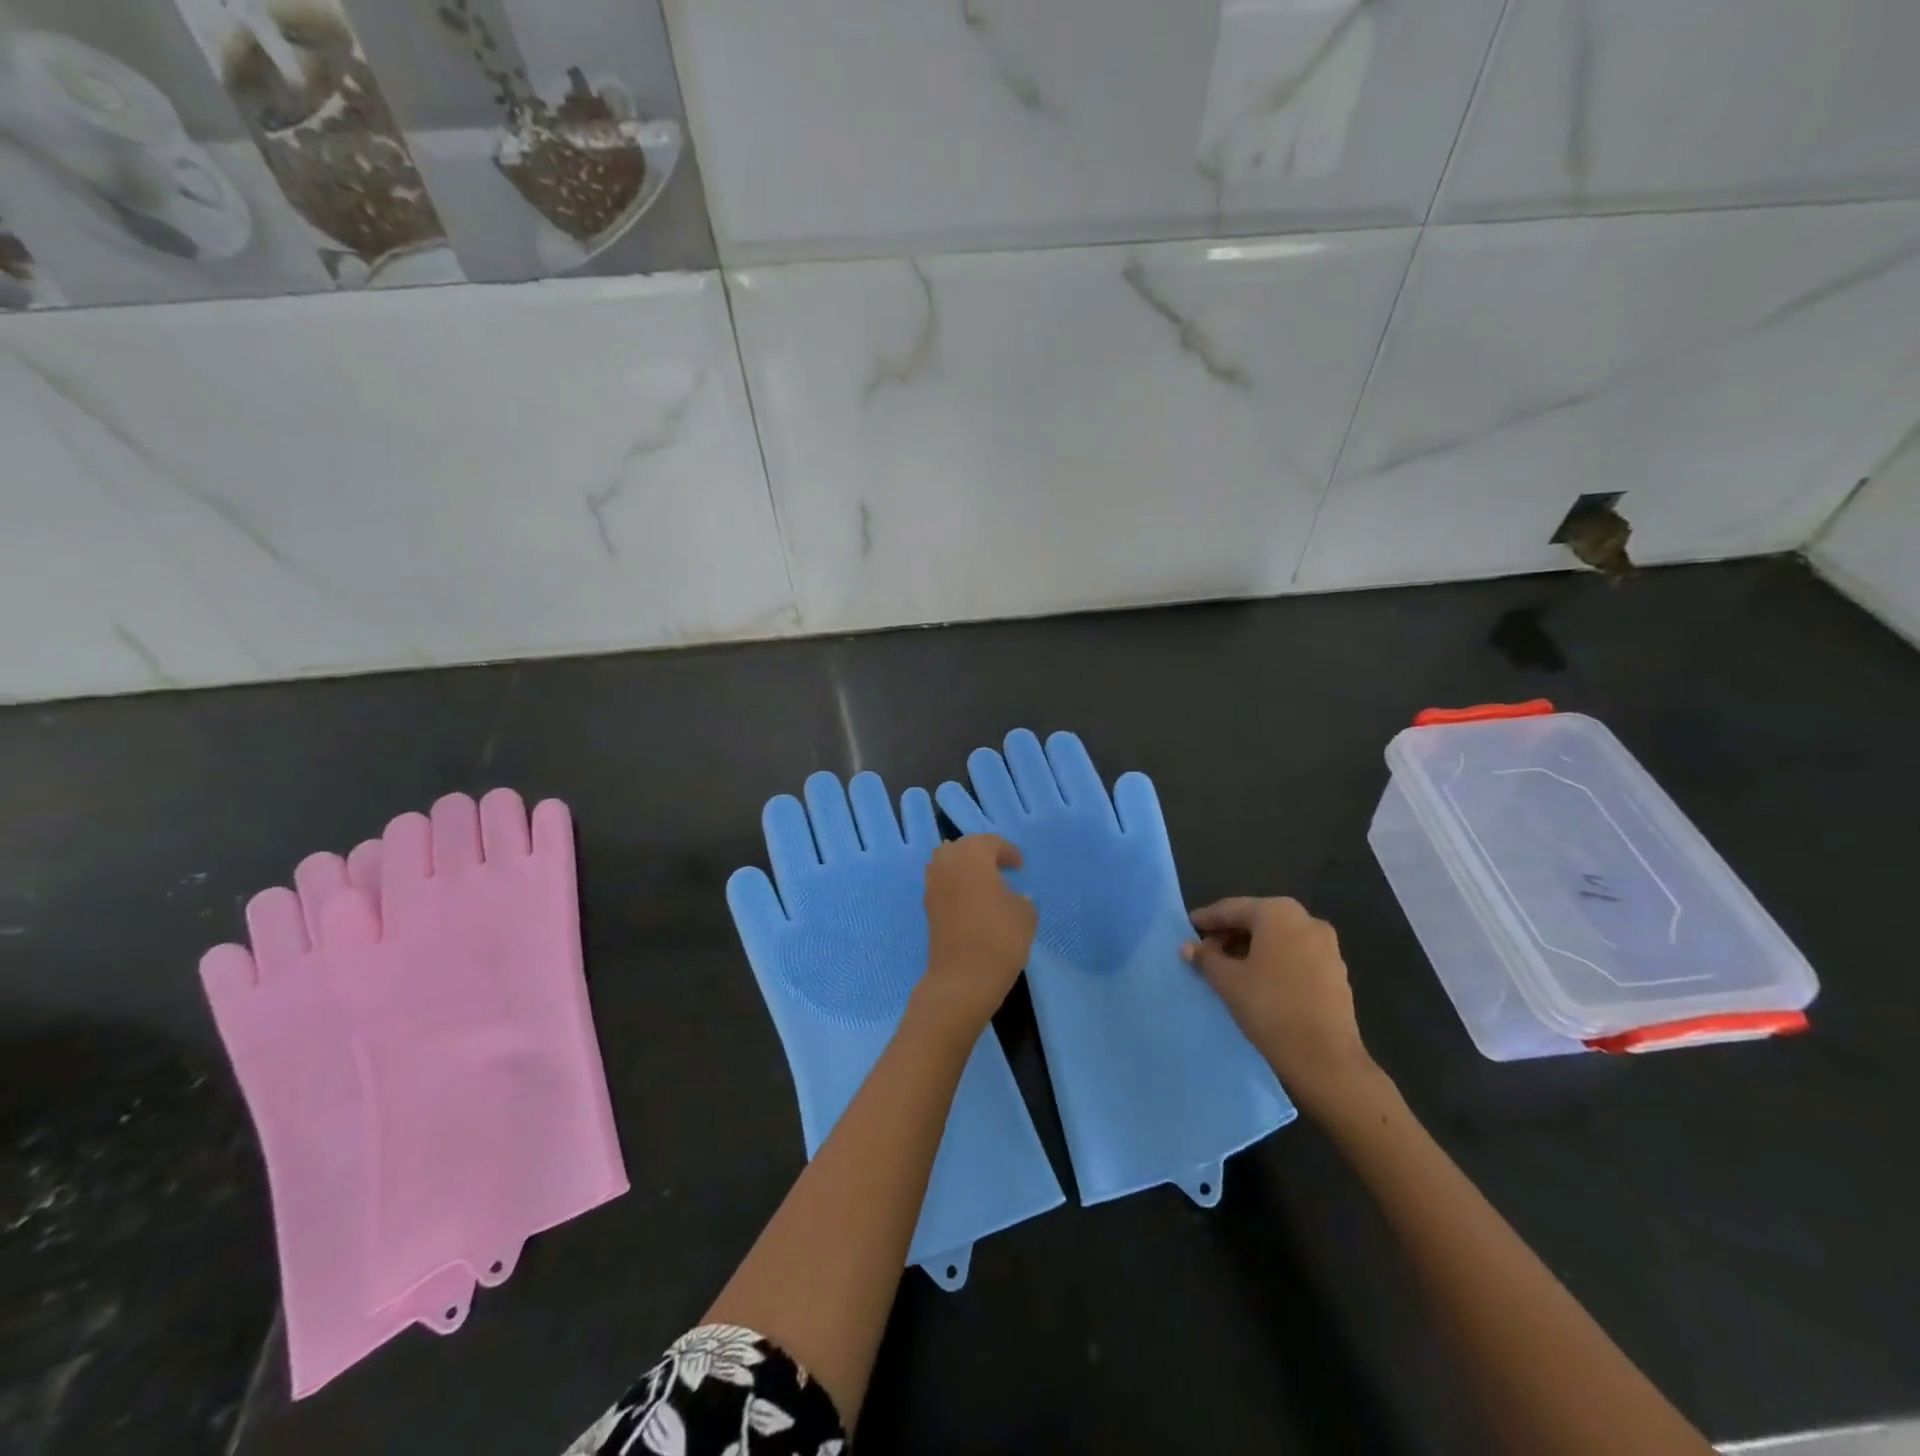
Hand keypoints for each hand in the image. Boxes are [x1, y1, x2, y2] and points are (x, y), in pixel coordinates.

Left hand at [915, 835, 1035, 1037]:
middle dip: (982, 854)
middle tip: (1001, 868)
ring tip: (986, 884)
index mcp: (972, 855)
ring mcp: (933, 885)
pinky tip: (973, 902)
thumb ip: (1021, 899)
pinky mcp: (928, 907)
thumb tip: (1014, 897)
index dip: (1008, 852)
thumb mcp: (1025, 914)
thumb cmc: (999, 938)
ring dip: (965, 868)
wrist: (962, 978)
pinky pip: (943, 884)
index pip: (991, 843)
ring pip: (948, 864)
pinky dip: (957, 886)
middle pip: (964, 848)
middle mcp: (947, 863)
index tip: (1020, 866)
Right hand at [1182, 897, 1376, 1115]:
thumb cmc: (1269, 1007)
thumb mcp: (1227, 980)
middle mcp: (1306, 920)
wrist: (1324, 1058)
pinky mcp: (1336, 970)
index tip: (1188, 926)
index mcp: (1278, 913)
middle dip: (1230, 932)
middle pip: (1257, 920)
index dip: (1207, 918)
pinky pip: (1295, 954)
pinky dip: (1274, 959)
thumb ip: (1206, 957)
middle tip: (1206, 949)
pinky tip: (1258, 979)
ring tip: (1229, 966)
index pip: (1233, 909)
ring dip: (1252, 946)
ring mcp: (1327, 945)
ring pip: (1278, 937)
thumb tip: (1189, 947)